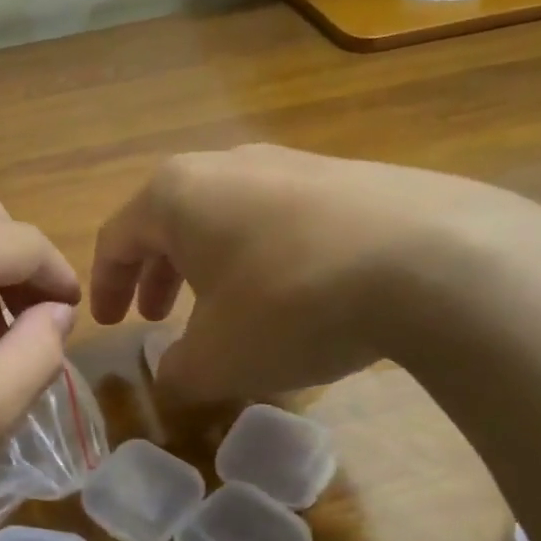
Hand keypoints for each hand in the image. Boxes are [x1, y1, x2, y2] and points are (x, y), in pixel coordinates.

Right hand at [91, 144, 540, 398]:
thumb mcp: (217, 359)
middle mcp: (227, 165)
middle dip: (157, 274)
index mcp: (175, 195)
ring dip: (210, 266)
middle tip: (157, 316)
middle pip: (170, 221)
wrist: (434, 261)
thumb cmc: (289, 304)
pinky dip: (263, 258)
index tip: (111, 324)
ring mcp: (293, 163)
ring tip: (221, 310)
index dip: (105, 286)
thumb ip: (177, 372)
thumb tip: (173, 377)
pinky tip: (290, 297)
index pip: (117, 238)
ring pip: (227, 217)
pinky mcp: (349, 177)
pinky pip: (281, 219)